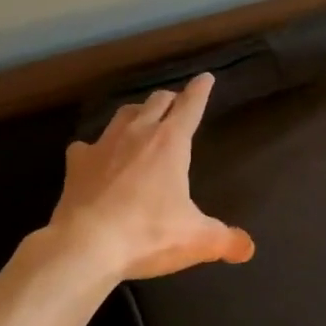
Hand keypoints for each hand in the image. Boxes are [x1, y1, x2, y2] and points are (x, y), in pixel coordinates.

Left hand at [47, 71, 255, 280]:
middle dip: (171, 99)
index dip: (200, 90)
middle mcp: (138, 134)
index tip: (206, 77)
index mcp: (171, 143)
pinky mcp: (77, 163)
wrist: (85, 246)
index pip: (190, 106)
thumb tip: (248, 247)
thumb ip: (225, 240)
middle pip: (157, 101)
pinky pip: (87, 146)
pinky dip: (96, 148)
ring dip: (137, 113)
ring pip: (124, 114)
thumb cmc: (148, 235)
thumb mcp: (196, 239)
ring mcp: (104, 145)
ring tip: (142, 120)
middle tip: (177, 103)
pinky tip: (97, 157)